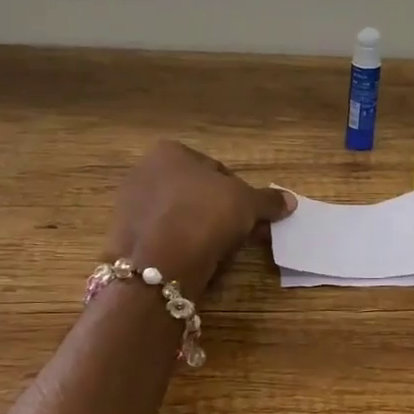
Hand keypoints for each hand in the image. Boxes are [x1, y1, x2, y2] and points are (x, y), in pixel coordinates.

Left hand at [105, 141, 293, 296]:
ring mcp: (129, 206)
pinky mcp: (123, 237)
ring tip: (218, 252)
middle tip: (240, 235)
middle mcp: (143, 171)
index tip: (251, 216)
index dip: (239, 193)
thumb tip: (290, 200)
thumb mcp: (247, 204)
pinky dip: (179, 246)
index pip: (216, 170)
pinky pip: (162, 237)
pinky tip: (194, 260)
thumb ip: (268, 200)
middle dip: (218, 212)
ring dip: (199, 230)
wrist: (160, 262)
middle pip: (195, 193)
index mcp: (169, 151)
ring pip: (178, 216)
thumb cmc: (205, 215)